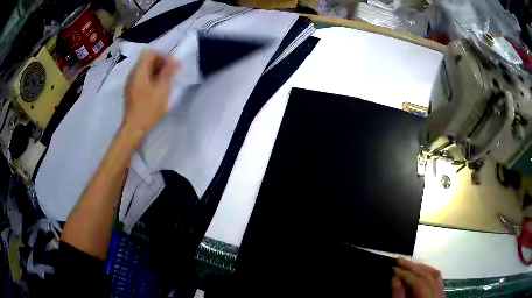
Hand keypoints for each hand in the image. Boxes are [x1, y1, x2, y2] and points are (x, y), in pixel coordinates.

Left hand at [124, 49, 178, 141]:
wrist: (134, 129)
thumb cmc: (148, 109)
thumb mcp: (162, 90)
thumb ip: (168, 72)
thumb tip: (175, 60)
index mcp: (139, 71)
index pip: (149, 52)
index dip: (161, 55)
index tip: (170, 65)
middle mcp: (132, 74)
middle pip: (146, 60)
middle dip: (159, 63)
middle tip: (169, 74)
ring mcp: (130, 83)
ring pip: (143, 69)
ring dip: (155, 72)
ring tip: (164, 82)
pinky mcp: (131, 91)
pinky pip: (141, 78)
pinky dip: (150, 79)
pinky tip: (156, 90)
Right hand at [392, 258, 444, 297]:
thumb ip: (398, 295)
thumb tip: (395, 277)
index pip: (419, 282)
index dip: (406, 274)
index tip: (394, 268)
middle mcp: (438, 293)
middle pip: (428, 275)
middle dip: (413, 266)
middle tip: (400, 260)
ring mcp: (442, 292)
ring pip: (434, 273)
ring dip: (421, 266)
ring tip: (408, 263)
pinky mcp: (441, 292)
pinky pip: (437, 277)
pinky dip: (428, 271)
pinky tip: (420, 269)